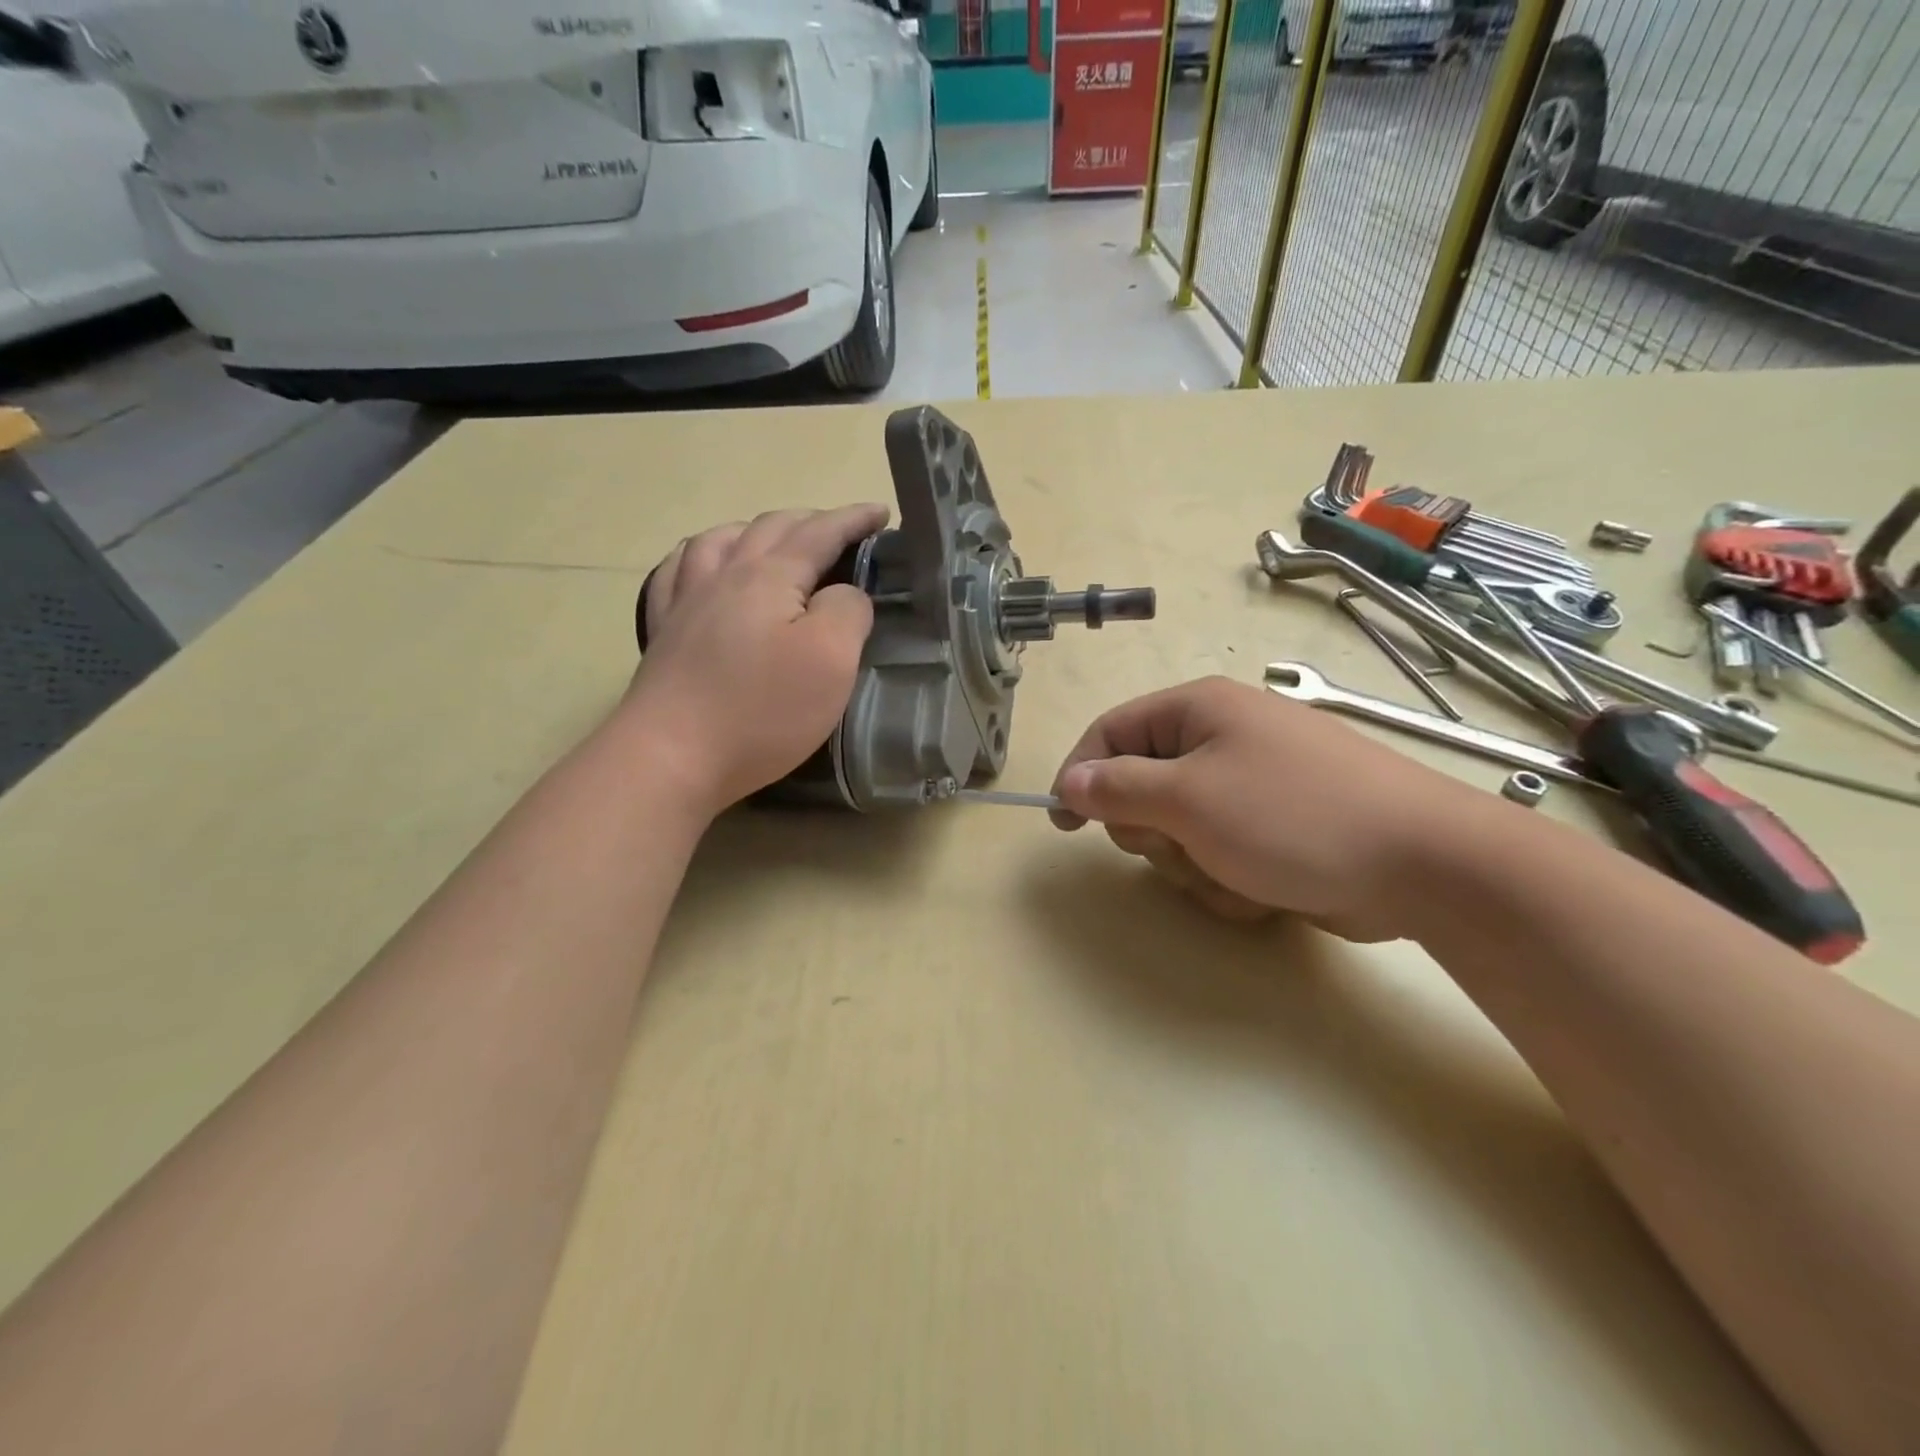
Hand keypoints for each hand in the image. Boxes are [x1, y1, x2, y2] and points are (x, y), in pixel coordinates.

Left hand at [625, 504, 889, 812]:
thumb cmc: (761, 709)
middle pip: (770, 528)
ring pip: (720, 540)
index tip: (881, 513)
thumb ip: (848, 611)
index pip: (820, 532)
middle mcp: (724, 575)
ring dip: (756, 530)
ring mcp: (686, 601)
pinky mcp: (664, 632)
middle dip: (812, 521)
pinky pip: (678, 572)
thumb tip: (845, 593)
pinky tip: (702, 567)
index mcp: (769, 576)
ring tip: (774, 541)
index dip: (853, 520)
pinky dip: (700, 556)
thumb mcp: (831, 659)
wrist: (670, 755)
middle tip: (842, 532)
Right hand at [1049, 677, 1483, 941]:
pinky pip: (1219, 852)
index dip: (1081, 774)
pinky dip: (1228, 878)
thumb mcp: (1189, 799)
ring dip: (1193, 863)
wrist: (1424, 864)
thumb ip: (1117, 789)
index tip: (1063, 823)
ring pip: (1179, 830)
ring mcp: (1252, 785)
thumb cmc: (1291, 816)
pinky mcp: (1275, 828)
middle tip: (1181, 845)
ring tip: (1234, 873)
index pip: (1112, 732)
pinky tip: (1262, 888)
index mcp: (1199, 710)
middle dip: (1153, 830)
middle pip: (1143, 786)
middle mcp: (1223, 739)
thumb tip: (1070, 782)